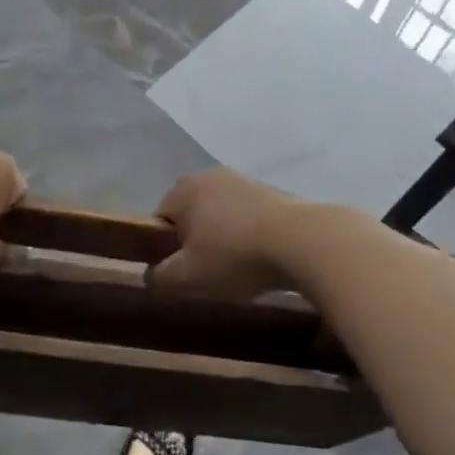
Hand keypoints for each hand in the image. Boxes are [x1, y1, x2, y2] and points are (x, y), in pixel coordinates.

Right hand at [145, 168, 305, 299]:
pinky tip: (262, 258)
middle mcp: (210, 176)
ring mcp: (244, 180)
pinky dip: (249, 235)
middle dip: (196, 243)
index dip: (165, 250)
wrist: (303, 242)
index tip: (182, 273)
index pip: (159, 220)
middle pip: (191, 215)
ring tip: (239, 269)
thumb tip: (151, 275)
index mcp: (183, 189)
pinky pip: (248, 217)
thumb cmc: (234, 257)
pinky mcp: (273, 191)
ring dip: (224, 239)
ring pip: (221, 216)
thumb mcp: (187, 278)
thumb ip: (159, 277)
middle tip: (208, 274)